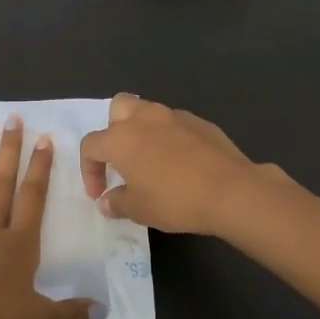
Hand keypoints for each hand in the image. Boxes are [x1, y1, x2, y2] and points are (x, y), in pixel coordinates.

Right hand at [79, 94, 291, 235]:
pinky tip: (181, 162)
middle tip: (122, 160)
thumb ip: (117, 202)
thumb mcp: (139, 210)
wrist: (230, 190)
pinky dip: (170, 137)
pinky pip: (175, 124)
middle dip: (113, 130)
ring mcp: (174, 116)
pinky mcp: (200, 122)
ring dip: (143, 132)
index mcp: (121, 138)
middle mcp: (144, 118)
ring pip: (148, 112)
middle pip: (118, 109)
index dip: (89, 169)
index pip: (91, 145)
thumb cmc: (175, 200)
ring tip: (151, 161)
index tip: (100, 193)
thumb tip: (107, 200)